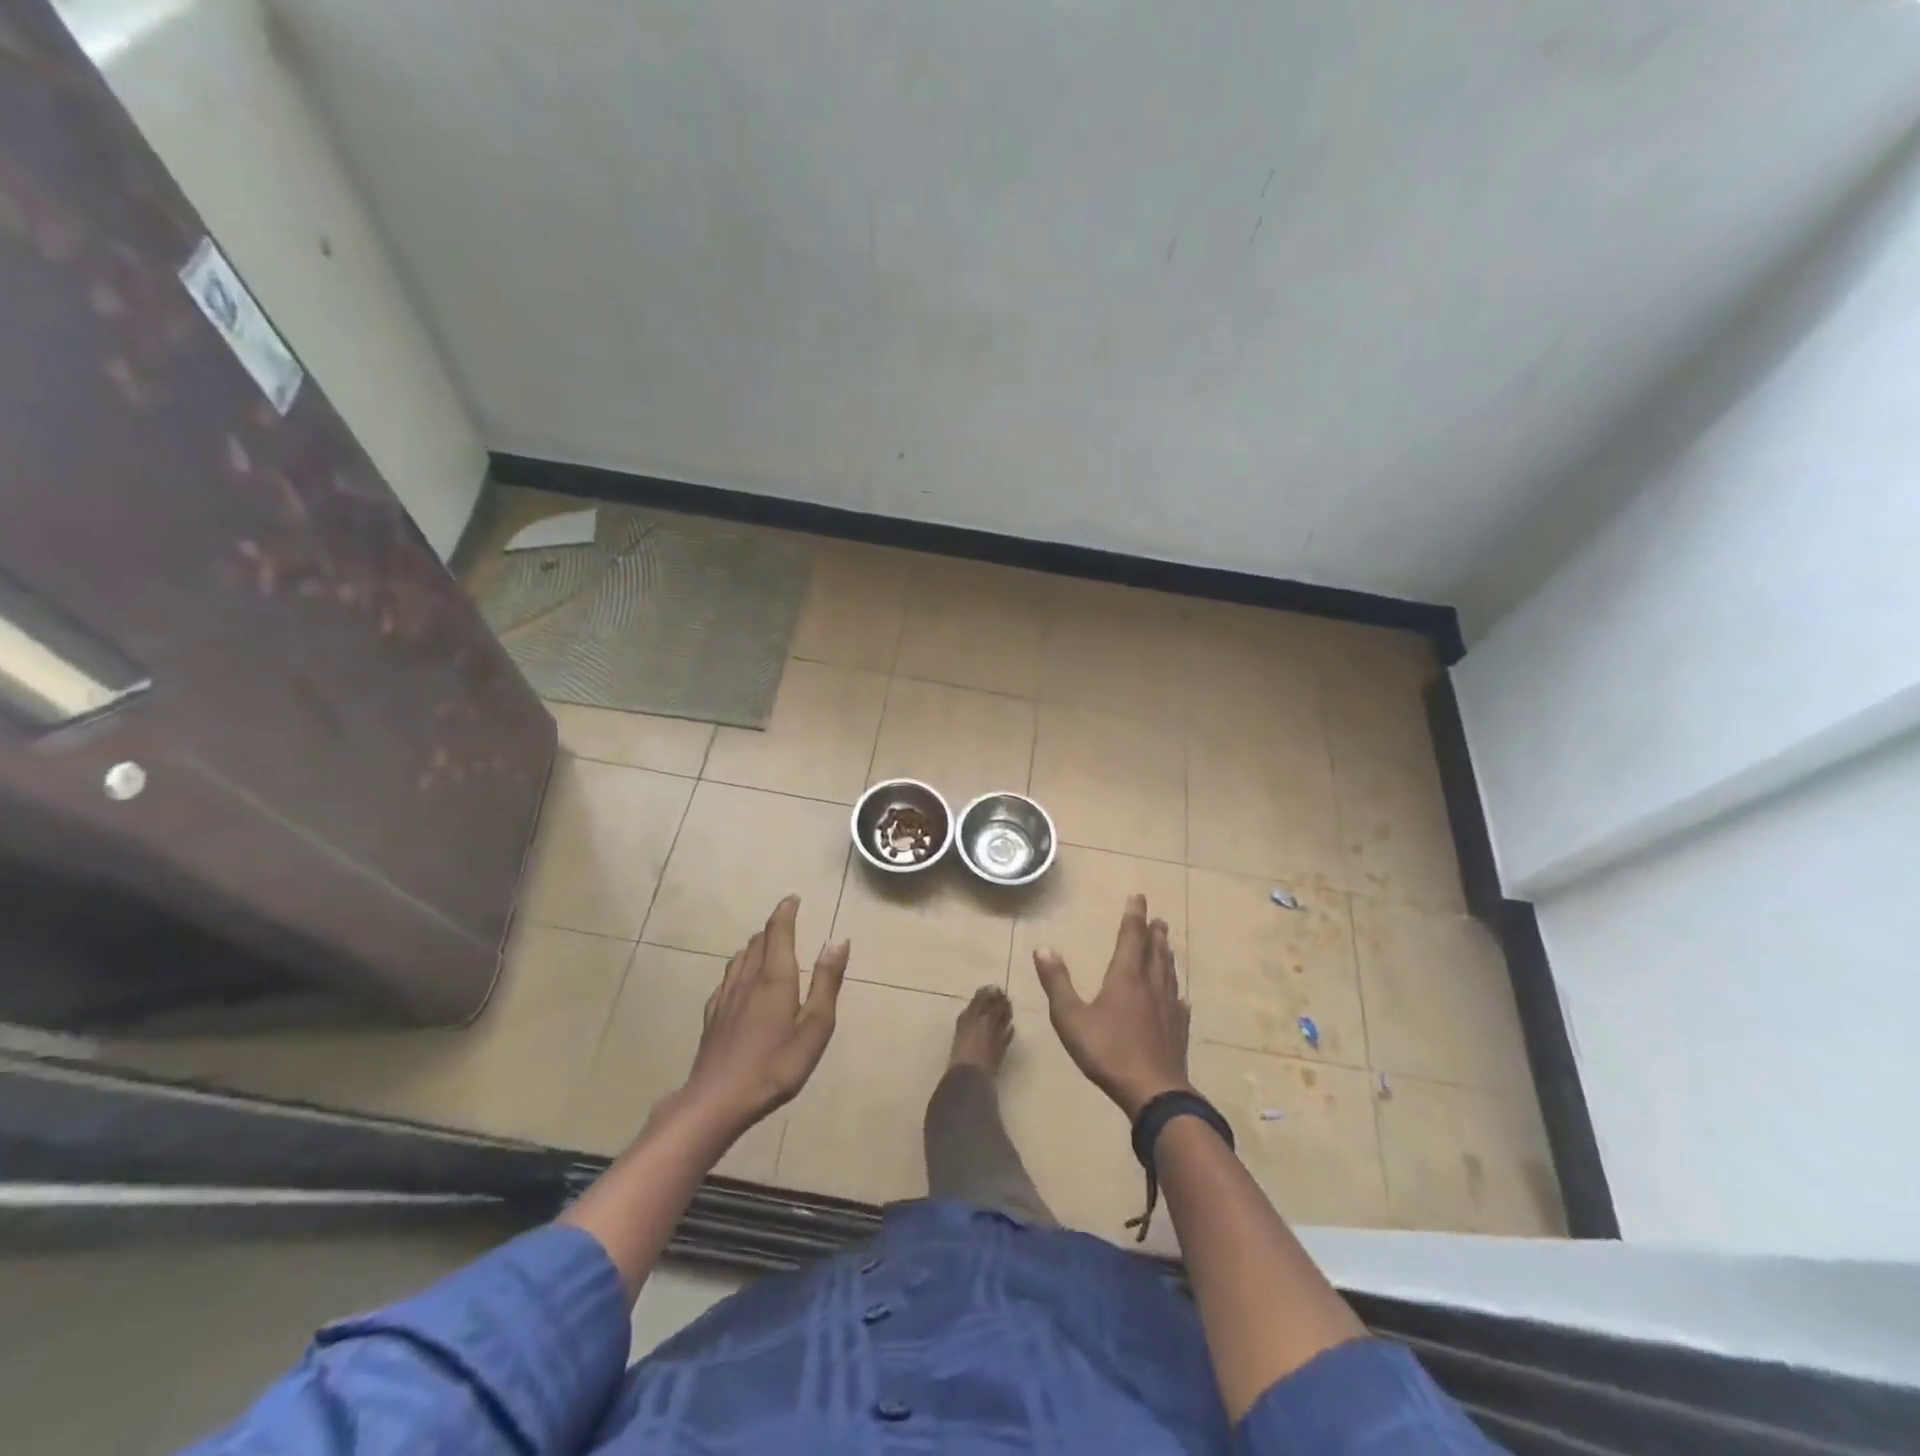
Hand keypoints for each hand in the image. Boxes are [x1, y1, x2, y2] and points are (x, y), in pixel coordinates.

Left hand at [677, 895, 849, 1138]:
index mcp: (775, 979)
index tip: (793, 898)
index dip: (786, 912)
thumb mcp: (814, 1028)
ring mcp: (726, 998)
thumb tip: (838, 941)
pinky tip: (740, 978)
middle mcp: (748, 980)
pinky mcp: (714, 1016)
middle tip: (785, 919)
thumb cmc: (774, 1066)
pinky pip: (728, 978)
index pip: (778, 933)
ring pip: (740, 958)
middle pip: (758, 942)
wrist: (716, 1100)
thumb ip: (826, 983)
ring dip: (755, 944)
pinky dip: (739, 966)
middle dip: (773, 927)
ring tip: (766, 942)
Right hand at [1033, 893, 1191, 1118]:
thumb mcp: (1070, 1018)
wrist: (1154, 1092)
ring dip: (1167, 955)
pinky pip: (1179, 1004)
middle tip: (1159, 919)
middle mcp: (1150, 986)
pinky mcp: (1179, 1031)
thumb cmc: (1108, 1052)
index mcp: (1125, 978)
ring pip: (1169, 974)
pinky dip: (1177, 993)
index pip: (1131, 938)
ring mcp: (1168, 1009)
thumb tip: (1043, 949)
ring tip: (1167, 945)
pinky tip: (1180, 998)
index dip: (1134, 916)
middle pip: (1155, 952)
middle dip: (1154, 933)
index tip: (1139, 897)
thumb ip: (1057, 983)